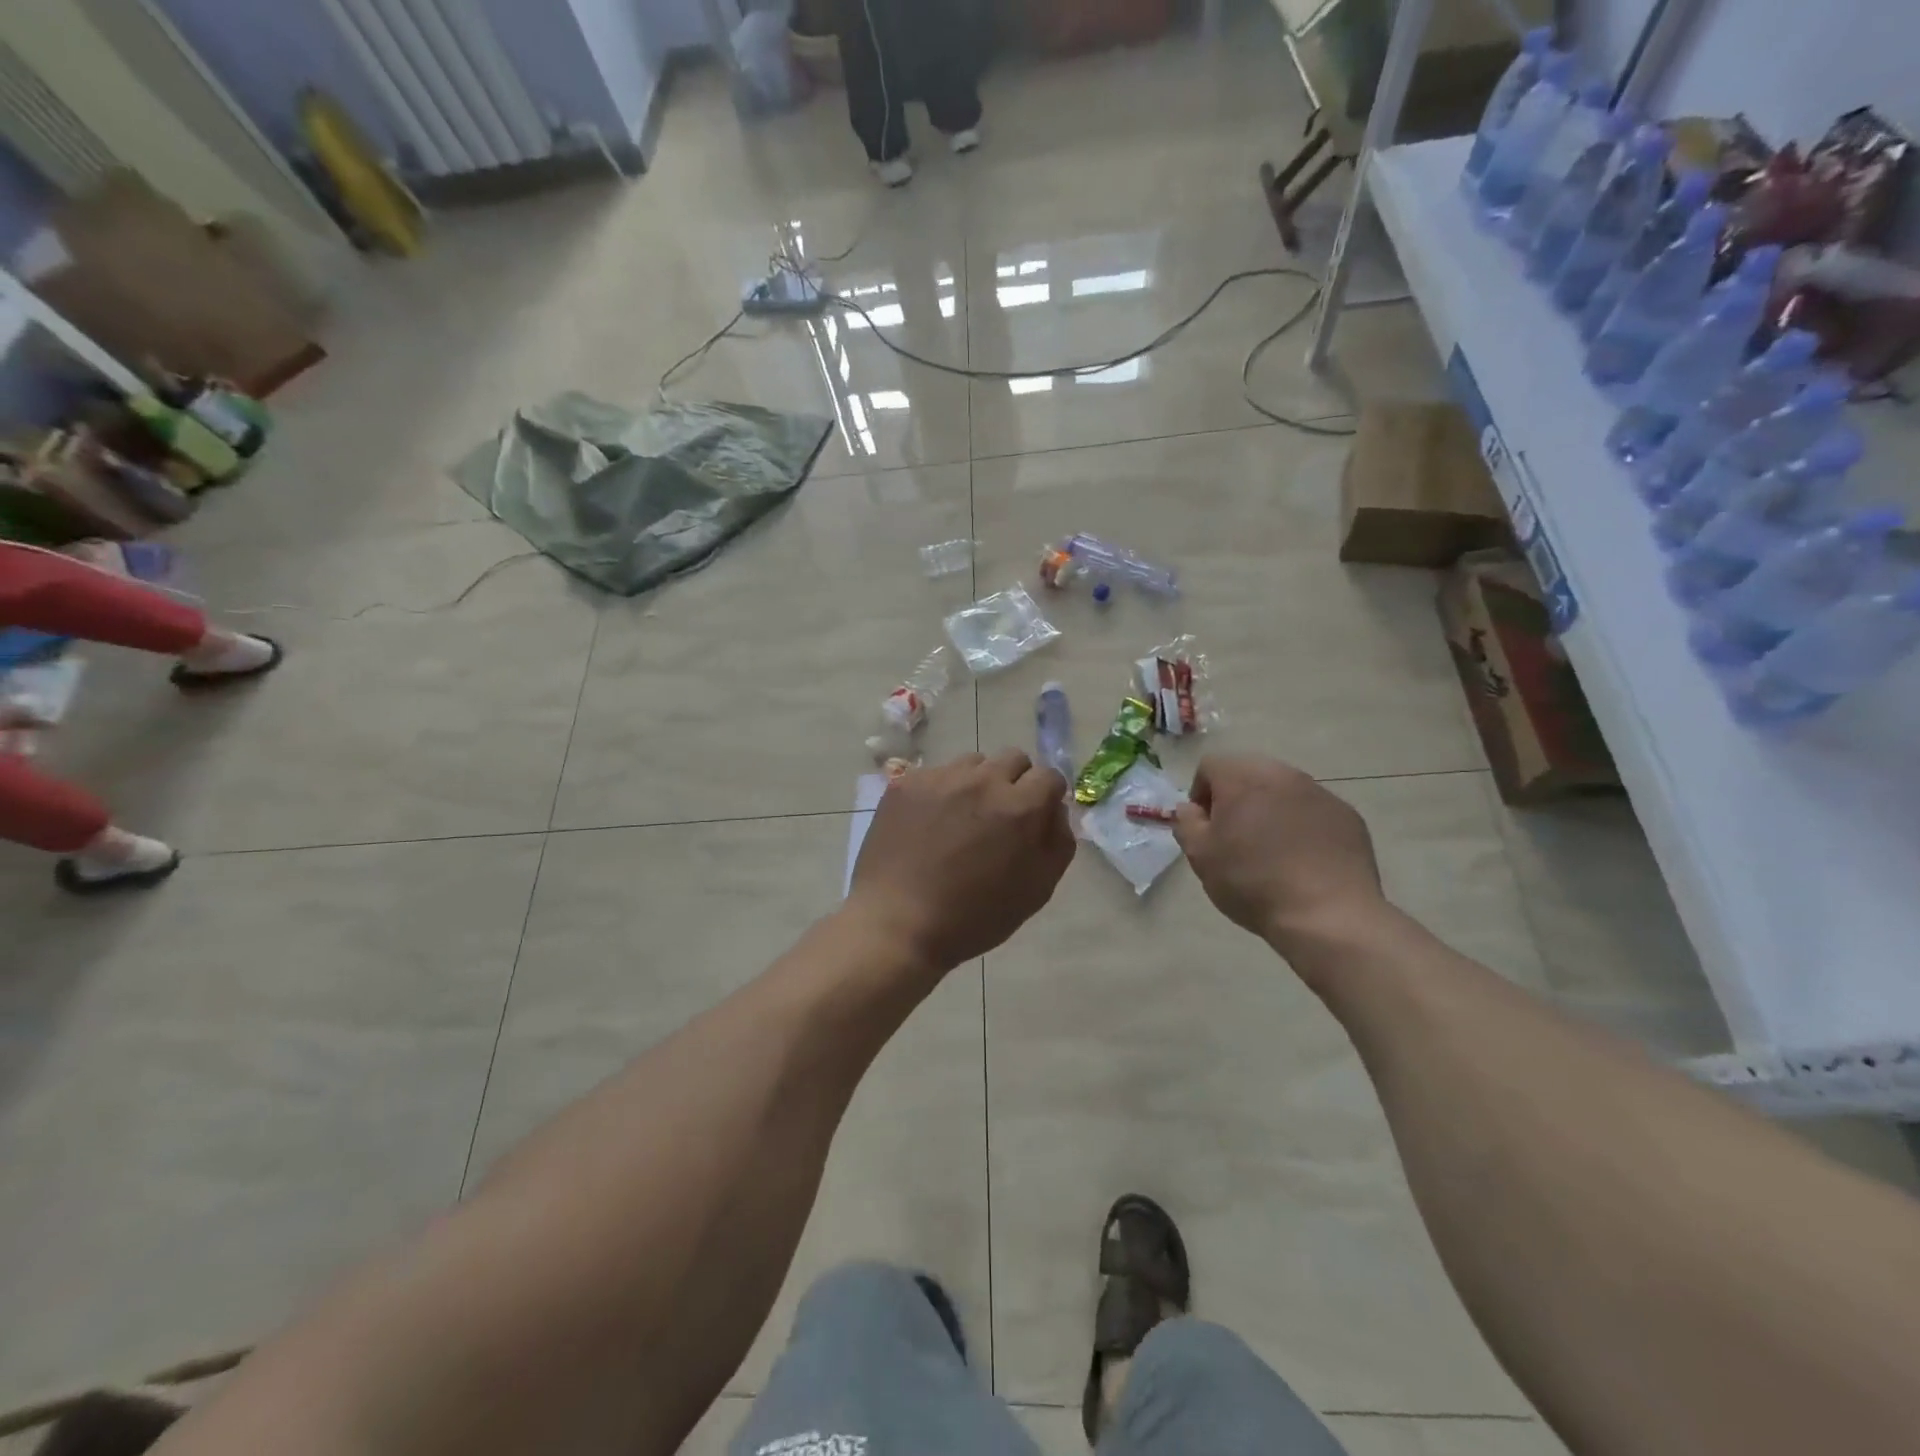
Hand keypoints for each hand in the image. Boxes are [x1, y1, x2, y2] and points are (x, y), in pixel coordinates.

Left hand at [849, 749, 1075, 972]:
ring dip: (977, 783)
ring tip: (961, 819)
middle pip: (1013, 759)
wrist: (897, 923)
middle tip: (999, 818)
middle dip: (1015, 783)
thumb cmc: (974, 916)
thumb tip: (1054, 809)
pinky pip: (936, 774)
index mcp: (1019, 807)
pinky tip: (929, 824)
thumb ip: (1058, 842)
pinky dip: (940, 791)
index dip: (1046, 797)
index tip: (1034, 817)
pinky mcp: (906, 783)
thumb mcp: (1036, 890)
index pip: (1049, 775)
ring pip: (973, 762)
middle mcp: (982, 780)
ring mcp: (940, 778)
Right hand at [1173, 755, 1384, 952]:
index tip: (1206, 827)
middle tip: (1235, 837)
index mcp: (1242, 779)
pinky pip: (1313, 810)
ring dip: (1270, 809)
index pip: (1210, 766)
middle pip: (1248, 772)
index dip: (1200, 794)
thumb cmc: (1252, 883)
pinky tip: (1302, 860)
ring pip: (1283, 790)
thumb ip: (1187, 823)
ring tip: (1271, 850)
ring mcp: (1320, 793)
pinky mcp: (1347, 815)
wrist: (1326, 915)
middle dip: (1236, 798)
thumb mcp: (1201, 857)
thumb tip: (1190, 808)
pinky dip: (1302, 825)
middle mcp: (1282, 774)